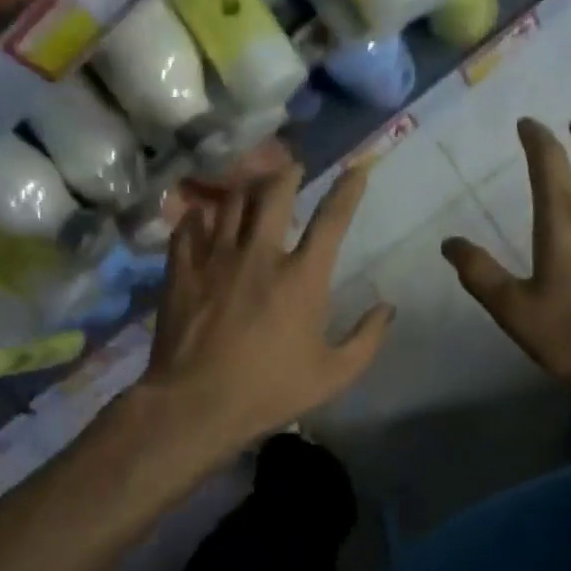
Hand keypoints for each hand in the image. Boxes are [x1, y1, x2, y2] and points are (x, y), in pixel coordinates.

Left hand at [143, 160, 393, 454]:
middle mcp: (260, 254)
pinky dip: (199, 216)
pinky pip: (188, 227)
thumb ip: (367, 339)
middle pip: (273, 192)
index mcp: (302, 277)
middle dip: (286, 172)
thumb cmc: (270, 391)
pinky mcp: (182, 271)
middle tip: (291, 166)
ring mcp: (215, 258)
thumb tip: (388, 308)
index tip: (357, 168)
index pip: (332, 219)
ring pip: (230, 202)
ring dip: (245, 188)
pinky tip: (202, 216)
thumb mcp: (334, 375)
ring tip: (251, 185)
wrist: (196, 404)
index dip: (349, 189)